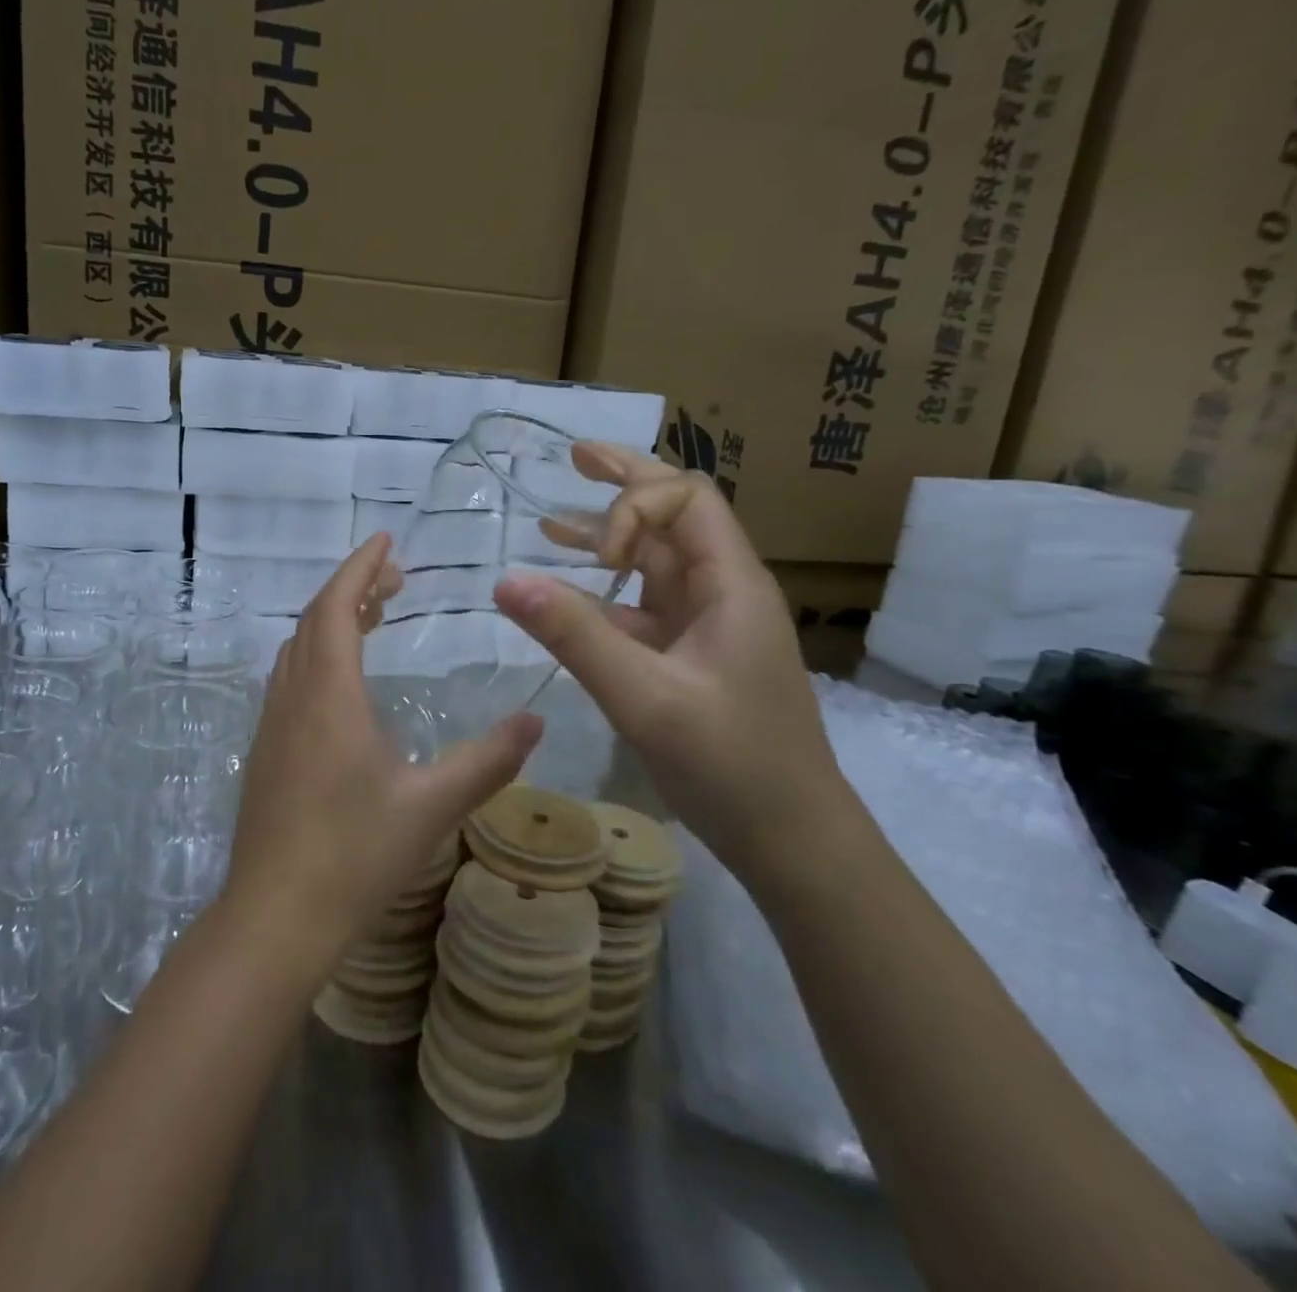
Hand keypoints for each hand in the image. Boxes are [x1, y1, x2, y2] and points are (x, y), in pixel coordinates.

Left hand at [224, 534, 543, 971]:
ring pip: (298, 648)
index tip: (386, 541)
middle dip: (351, 587)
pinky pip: (290, 677)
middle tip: (394, 577)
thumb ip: (488, 760)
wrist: (276, 916)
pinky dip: (317, 653)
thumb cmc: (355, 855)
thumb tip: (537, 722)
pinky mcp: (265, 750)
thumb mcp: (432, 805)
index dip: (360, 567)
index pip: (338, 607)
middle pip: (315, 619)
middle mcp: (293, 696)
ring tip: (374, 614)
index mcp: (329, 694)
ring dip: (332, 619)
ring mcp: (272, 723)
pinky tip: (343, 679)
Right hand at [493, 444, 859, 880]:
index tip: (599, 559)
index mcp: (731, 583)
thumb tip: (506, 581)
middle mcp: (722, 592)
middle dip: (624, 484)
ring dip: (608, 539)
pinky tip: (566, 601)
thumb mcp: (645, 697)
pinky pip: (643, 610)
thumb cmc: (731, 763)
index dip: (633, 508)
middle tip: (573, 456)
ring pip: (656, 563)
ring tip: (552, 521)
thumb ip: (575, 636)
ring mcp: (706, 627)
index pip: (686, 499)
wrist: (790, 839)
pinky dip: (604, 596)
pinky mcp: (690, 658)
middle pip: (675, 516)